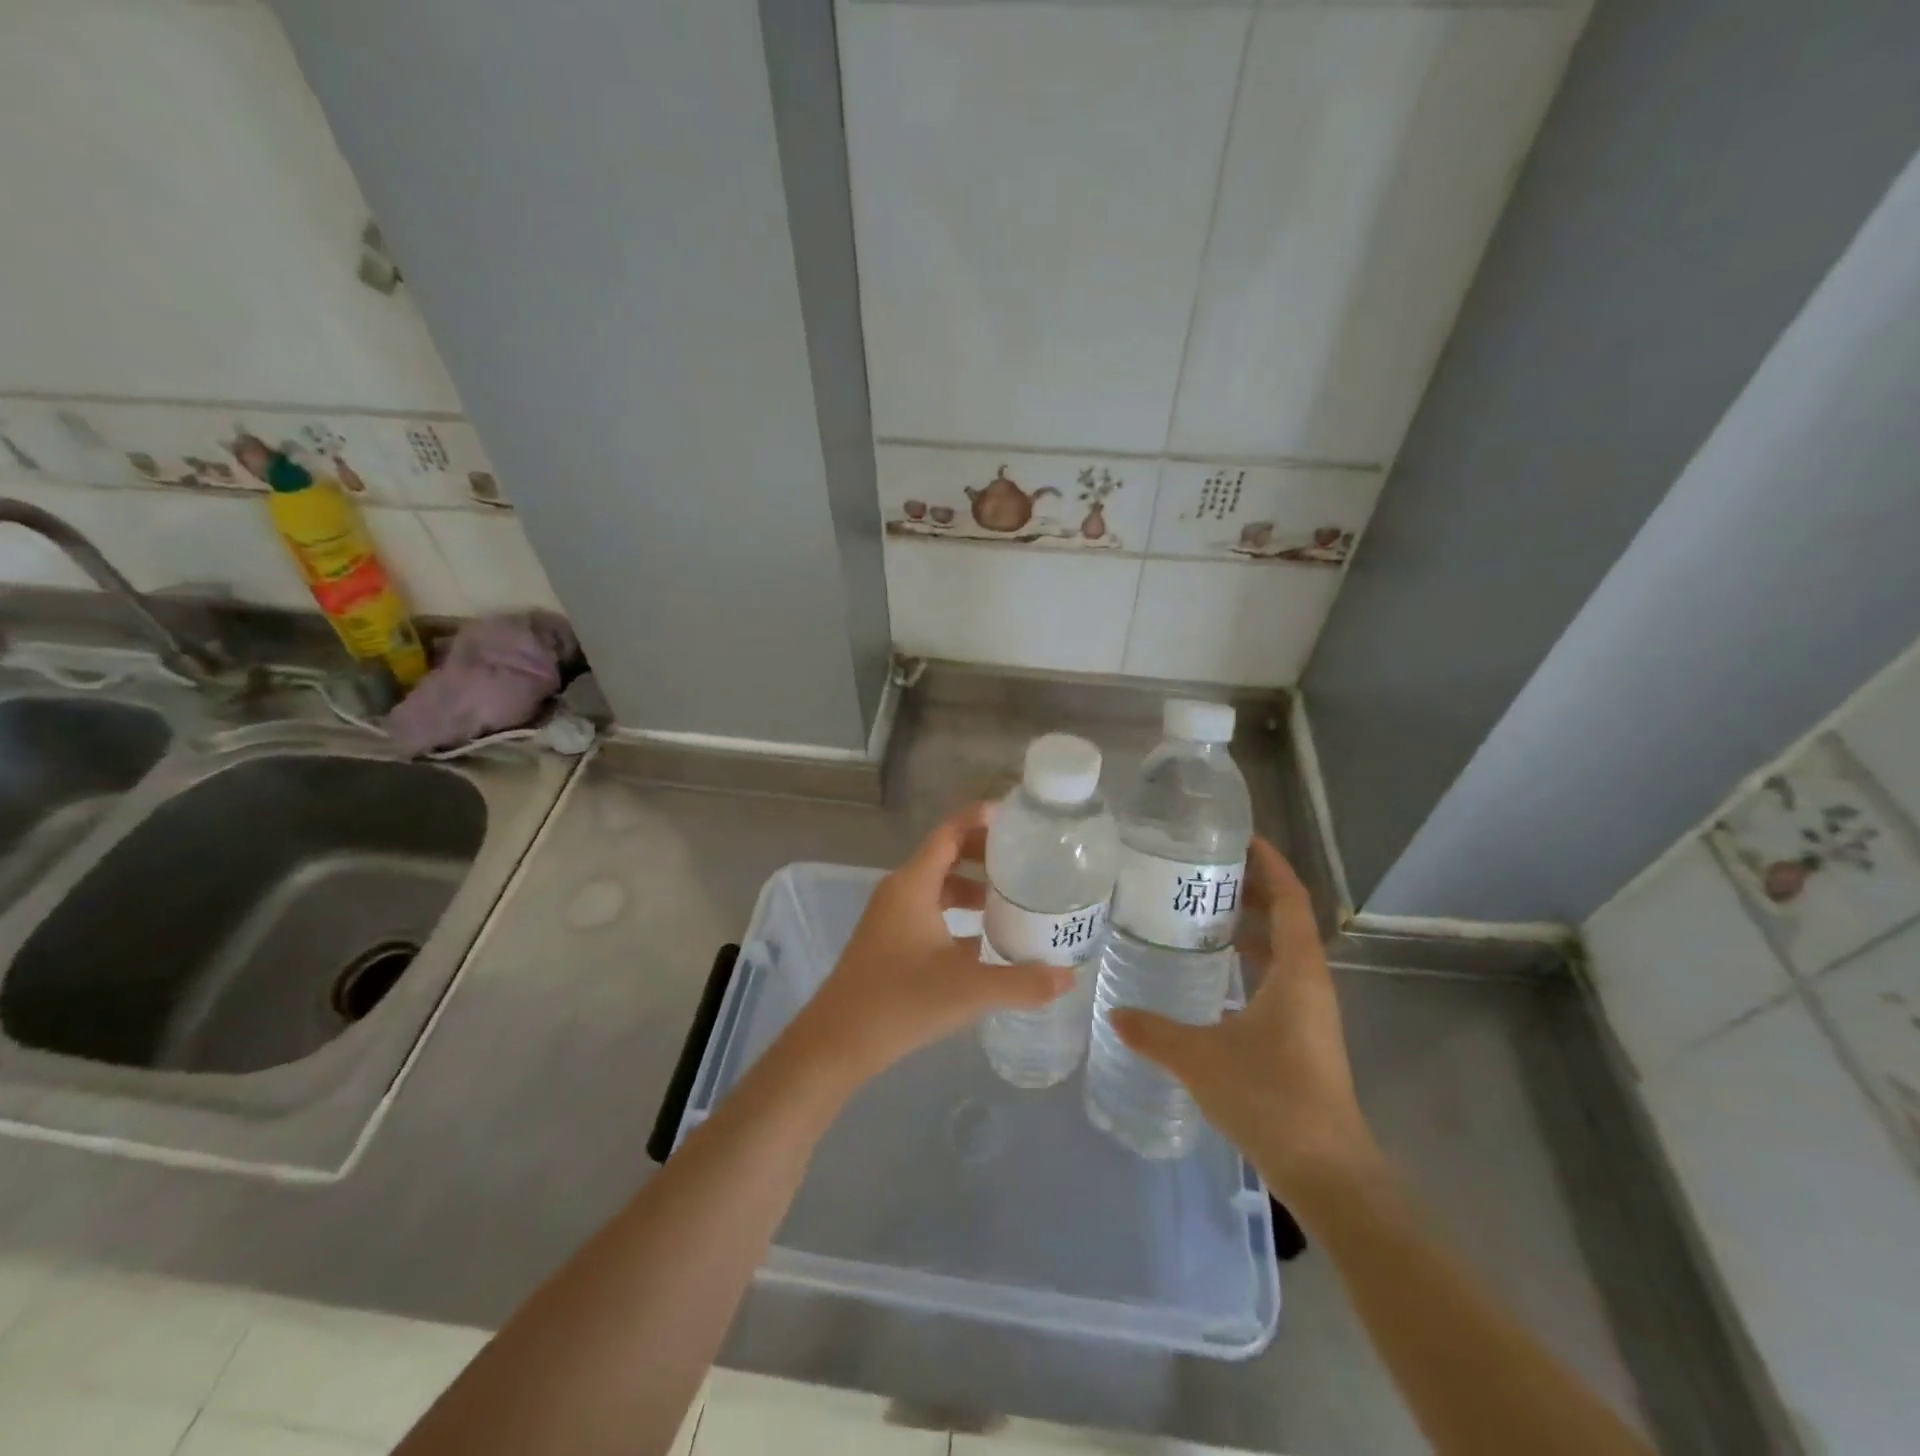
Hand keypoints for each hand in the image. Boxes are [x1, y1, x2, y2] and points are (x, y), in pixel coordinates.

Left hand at [787, 803, 1073, 1088]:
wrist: (836, 1043)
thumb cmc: (899, 1002)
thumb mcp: (968, 990)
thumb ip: (1022, 982)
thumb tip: (1069, 977)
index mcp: (913, 884)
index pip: (950, 832)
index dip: (982, 817)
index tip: (1019, 817)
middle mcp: (900, 891)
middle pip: (946, 854)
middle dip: (985, 852)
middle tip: (1026, 858)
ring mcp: (892, 916)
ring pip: (938, 886)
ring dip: (973, 886)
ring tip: (1013, 899)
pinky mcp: (890, 941)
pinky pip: (930, 911)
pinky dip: (958, 913)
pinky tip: (985, 939)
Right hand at [1110, 837, 1381, 1197]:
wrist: (1326, 1172)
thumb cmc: (1272, 1098)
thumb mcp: (1201, 1058)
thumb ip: (1155, 1031)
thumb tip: (1115, 1013)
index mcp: (1297, 972)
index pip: (1290, 899)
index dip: (1270, 864)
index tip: (1241, 837)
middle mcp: (1308, 983)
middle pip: (1285, 919)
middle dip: (1251, 889)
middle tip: (1203, 869)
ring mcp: (1306, 1012)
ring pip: (1279, 951)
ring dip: (1249, 926)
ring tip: (1199, 909)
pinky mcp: (1299, 1036)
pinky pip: (1272, 979)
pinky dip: (1246, 961)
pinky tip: (1210, 972)